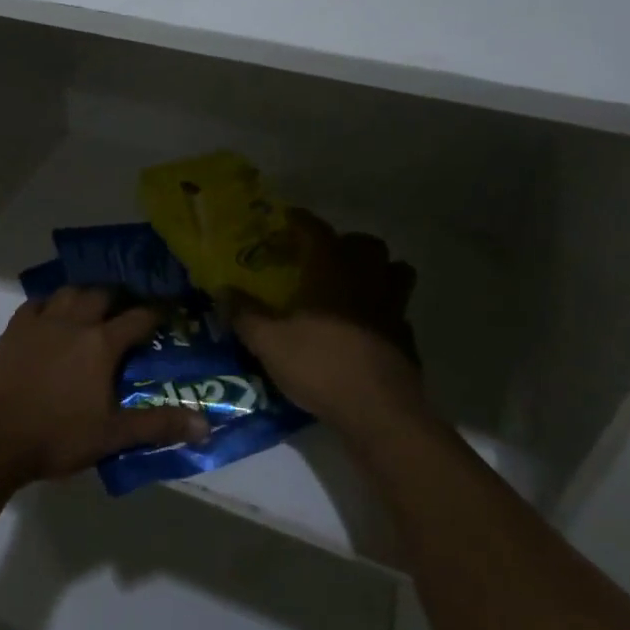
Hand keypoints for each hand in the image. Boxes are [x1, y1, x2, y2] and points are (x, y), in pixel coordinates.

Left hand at [0, 286, 210, 490]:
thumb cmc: (58, 437)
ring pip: (69, 292)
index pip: (138, 318)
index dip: (156, 313)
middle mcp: (73, 322)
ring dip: (85, 294)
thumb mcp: (113, 435)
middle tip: (128, 309)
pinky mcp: (14, 329)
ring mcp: (41, 322)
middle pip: (102, 295)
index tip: (167, 312)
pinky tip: (53, 313)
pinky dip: (50, 302)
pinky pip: (37, 303)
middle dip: (119, 298)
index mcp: (101, 344)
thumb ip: (158, 425)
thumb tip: (205, 426)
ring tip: (93, 306)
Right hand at [228, 211, 426, 434]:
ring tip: (352, 285)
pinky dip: (384, 308)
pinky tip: (366, 326)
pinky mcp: (406, 336)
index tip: (287, 218)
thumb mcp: (268, 342)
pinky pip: (397, 309)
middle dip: (345, 244)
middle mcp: (366, 278)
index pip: (316, 230)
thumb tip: (222, 290)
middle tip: (322, 257)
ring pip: (394, 271)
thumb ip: (245, 313)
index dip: (300, 221)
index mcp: (331, 269)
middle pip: (365, 244)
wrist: (378, 412)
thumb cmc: (319, 365)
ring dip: (375, 270)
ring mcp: (392, 306)